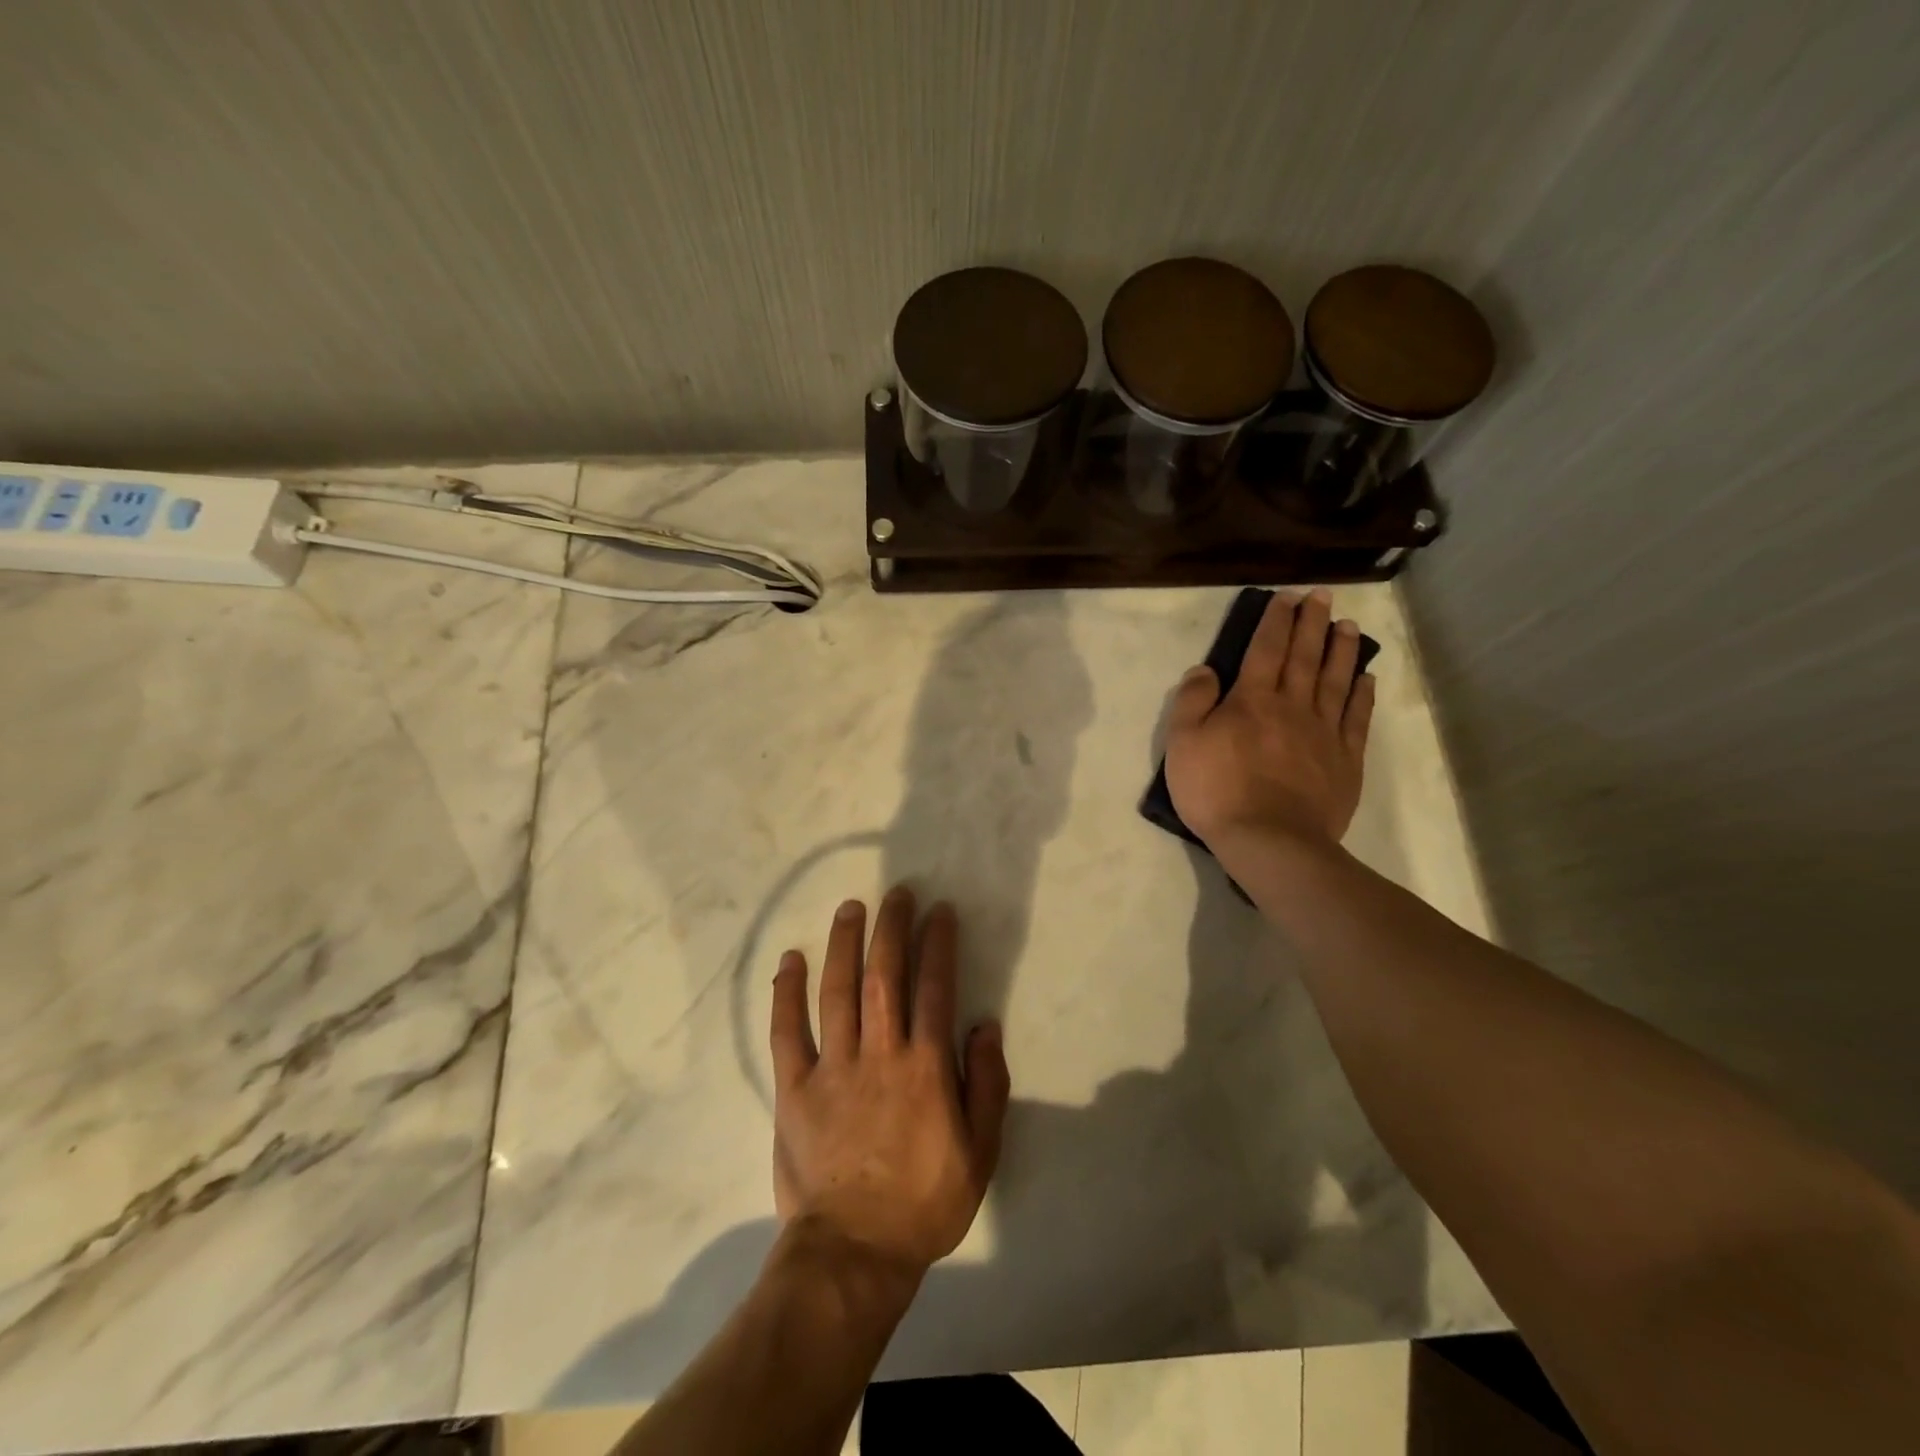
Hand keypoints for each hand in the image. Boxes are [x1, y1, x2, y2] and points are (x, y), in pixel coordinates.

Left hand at [769, 887, 1010, 1275]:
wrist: (854, 1253)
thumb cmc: (924, 1202)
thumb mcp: (981, 1152)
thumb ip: (987, 1085)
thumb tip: (985, 1026)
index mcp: (925, 1067)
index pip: (934, 987)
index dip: (937, 943)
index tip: (939, 911)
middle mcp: (880, 1054)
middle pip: (884, 975)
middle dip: (891, 928)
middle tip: (896, 892)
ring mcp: (833, 1067)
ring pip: (837, 991)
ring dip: (844, 943)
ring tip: (850, 907)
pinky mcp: (794, 1088)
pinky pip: (787, 1031)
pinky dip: (786, 992)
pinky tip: (790, 959)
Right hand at [1163, 587, 1374, 852]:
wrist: (1270, 841)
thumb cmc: (1217, 791)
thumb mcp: (1183, 744)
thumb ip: (1193, 701)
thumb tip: (1205, 670)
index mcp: (1252, 700)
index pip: (1266, 649)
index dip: (1276, 621)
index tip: (1286, 598)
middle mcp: (1293, 706)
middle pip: (1305, 656)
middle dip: (1312, 623)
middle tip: (1322, 597)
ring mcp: (1324, 732)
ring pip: (1336, 680)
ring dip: (1342, 650)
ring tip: (1348, 626)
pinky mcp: (1344, 760)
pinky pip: (1356, 718)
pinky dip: (1362, 694)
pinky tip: (1366, 679)